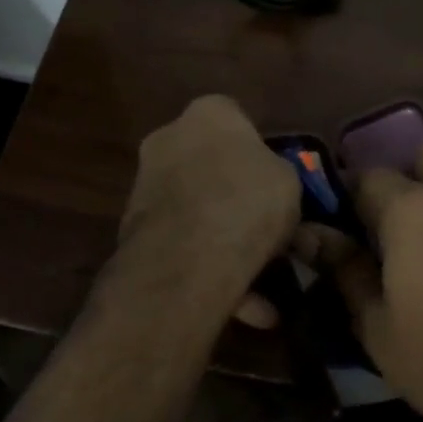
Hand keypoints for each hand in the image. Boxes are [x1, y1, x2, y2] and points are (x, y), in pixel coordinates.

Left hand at [119, 95, 299, 302]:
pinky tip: (250, 308)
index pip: (235, 117)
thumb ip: (276, 176)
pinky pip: (184, 245)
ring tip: (267, 281)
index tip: (274, 182)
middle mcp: (167, 139)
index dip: (258, 150)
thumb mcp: (288, 182)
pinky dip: (212, 270)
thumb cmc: (247, 201)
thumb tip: (270, 186)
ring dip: (226, 240)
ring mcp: (145, 185)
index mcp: (207, 114)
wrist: (188, 257)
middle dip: (237, 198)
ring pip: (196, 212)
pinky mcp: (134, 230)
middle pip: (209, 166)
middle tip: (269, 230)